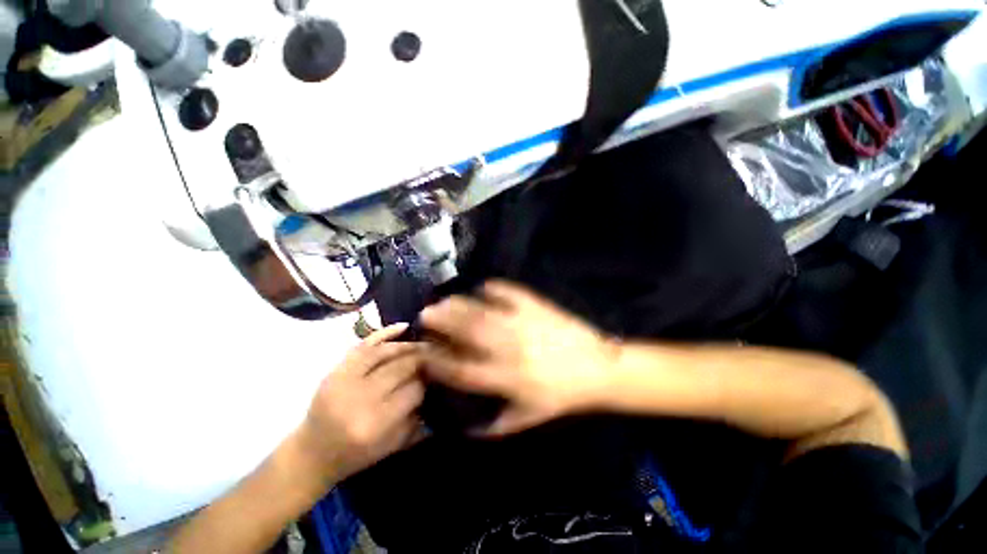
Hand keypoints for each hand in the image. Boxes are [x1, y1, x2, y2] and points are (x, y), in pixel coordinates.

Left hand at [298, 323, 425, 482]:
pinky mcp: (335, 370)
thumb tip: (436, 386)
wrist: (311, 454)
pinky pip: (363, 345)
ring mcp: (344, 381)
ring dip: (409, 345)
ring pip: (385, 353)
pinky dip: (384, 333)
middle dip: (423, 359)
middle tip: (437, 355)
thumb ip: (418, 419)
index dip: (428, 380)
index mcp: (376, 423)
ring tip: (424, 344)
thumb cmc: (356, 455)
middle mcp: (360, 399)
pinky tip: (403, 327)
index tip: (437, 376)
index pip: (414, 390)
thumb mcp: (392, 446)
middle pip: (401, 368)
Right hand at [420, 281, 617, 435]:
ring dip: (460, 304)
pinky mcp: (536, 306)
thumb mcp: (528, 419)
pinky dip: (493, 288)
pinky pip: (509, 292)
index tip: (423, 353)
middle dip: (442, 322)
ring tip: (445, 299)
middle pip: (469, 332)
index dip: (438, 361)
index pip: (462, 370)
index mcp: (506, 378)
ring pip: (484, 311)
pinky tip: (483, 288)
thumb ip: (494, 426)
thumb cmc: (560, 396)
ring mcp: (523, 323)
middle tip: (425, 314)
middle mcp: (509, 348)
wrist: (597, 369)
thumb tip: (463, 428)